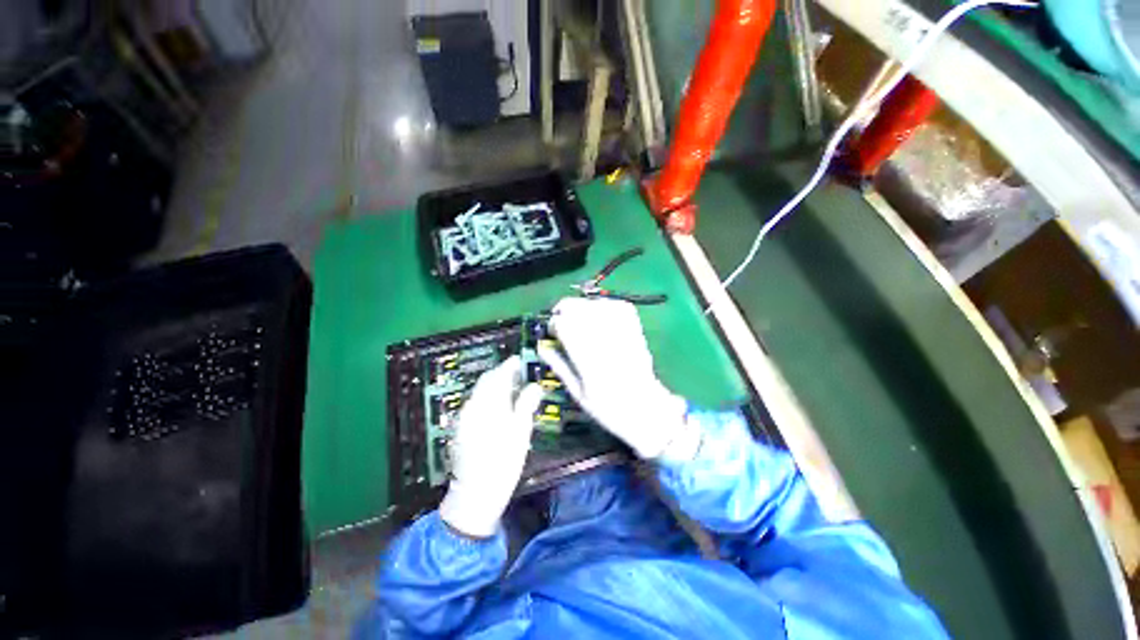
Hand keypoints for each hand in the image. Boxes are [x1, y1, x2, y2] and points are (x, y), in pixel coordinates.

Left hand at [439, 356, 543, 537]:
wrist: (475, 493)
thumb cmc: (503, 462)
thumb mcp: (521, 432)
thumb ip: (526, 404)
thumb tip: (534, 385)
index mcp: (488, 404)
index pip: (498, 375)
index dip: (509, 365)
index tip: (520, 360)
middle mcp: (472, 406)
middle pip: (486, 381)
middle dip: (501, 373)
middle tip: (519, 374)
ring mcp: (464, 417)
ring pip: (481, 392)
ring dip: (495, 386)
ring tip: (512, 389)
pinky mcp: (461, 428)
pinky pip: (476, 403)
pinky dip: (488, 398)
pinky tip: (499, 407)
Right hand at [538, 298, 697, 462]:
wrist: (645, 406)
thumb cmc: (608, 406)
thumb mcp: (577, 391)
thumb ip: (559, 365)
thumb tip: (543, 347)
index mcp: (585, 354)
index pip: (561, 323)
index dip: (553, 326)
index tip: (554, 334)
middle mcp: (601, 335)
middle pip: (575, 306)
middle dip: (564, 312)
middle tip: (565, 326)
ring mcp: (620, 327)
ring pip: (593, 303)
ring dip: (583, 309)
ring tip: (583, 324)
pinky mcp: (633, 324)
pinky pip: (614, 304)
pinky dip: (604, 307)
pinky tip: (601, 319)